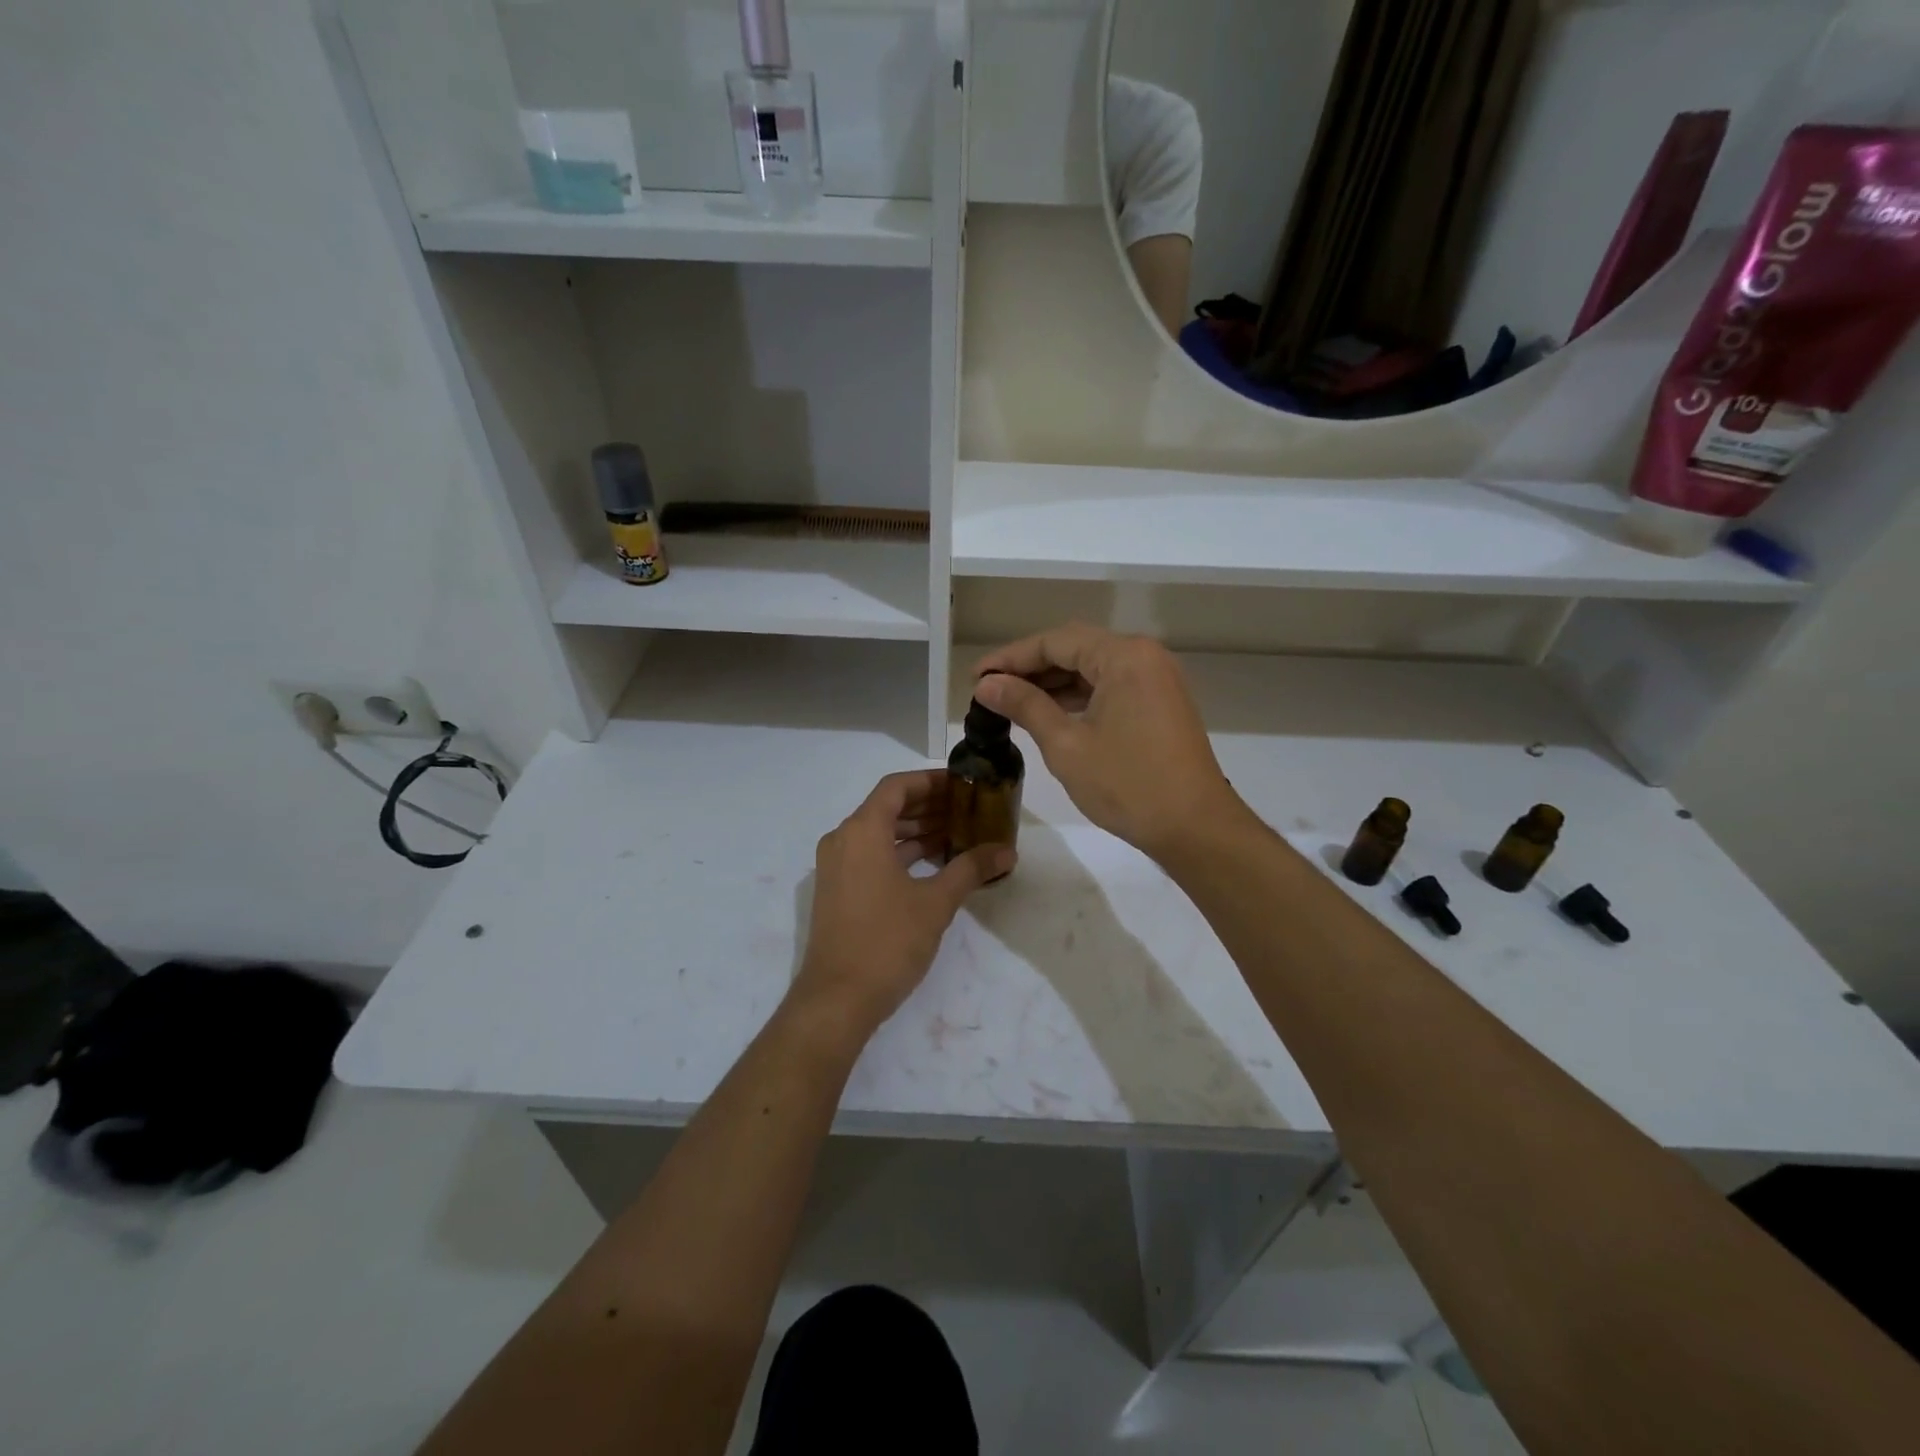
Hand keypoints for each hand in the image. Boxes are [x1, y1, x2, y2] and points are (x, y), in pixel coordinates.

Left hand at [791, 770, 1013, 1039]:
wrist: (837, 999)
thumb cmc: (887, 941)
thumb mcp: (936, 902)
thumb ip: (971, 869)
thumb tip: (1007, 851)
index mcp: (862, 831)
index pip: (897, 787)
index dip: (931, 781)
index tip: (963, 785)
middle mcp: (843, 840)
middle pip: (887, 807)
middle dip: (928, 806)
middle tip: (968, 809)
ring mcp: (837, 866)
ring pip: (880, 833)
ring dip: (916, 830)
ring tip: (958, 833)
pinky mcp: (838, 890)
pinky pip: (871, 855)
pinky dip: (901, 852)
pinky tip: (934, 863)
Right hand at [973, 624, 1244, 862]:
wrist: (1195, 828)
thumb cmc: (1128, 785)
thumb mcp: (1066, 745)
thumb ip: (1025, 706)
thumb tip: (987, 684)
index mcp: (1124, 656)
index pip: (1055, 642)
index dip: (1011, 657)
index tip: (975, 677)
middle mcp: (1144, 656)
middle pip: (1076, 649)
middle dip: (1030, 668)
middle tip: (989, 689)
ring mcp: (1157, 679)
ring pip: (1093, 668)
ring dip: (1054, 683)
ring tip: (1012, 702)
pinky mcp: (1161, 702)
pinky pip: (1111, 686)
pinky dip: (1079, 696)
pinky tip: (1050, 713)